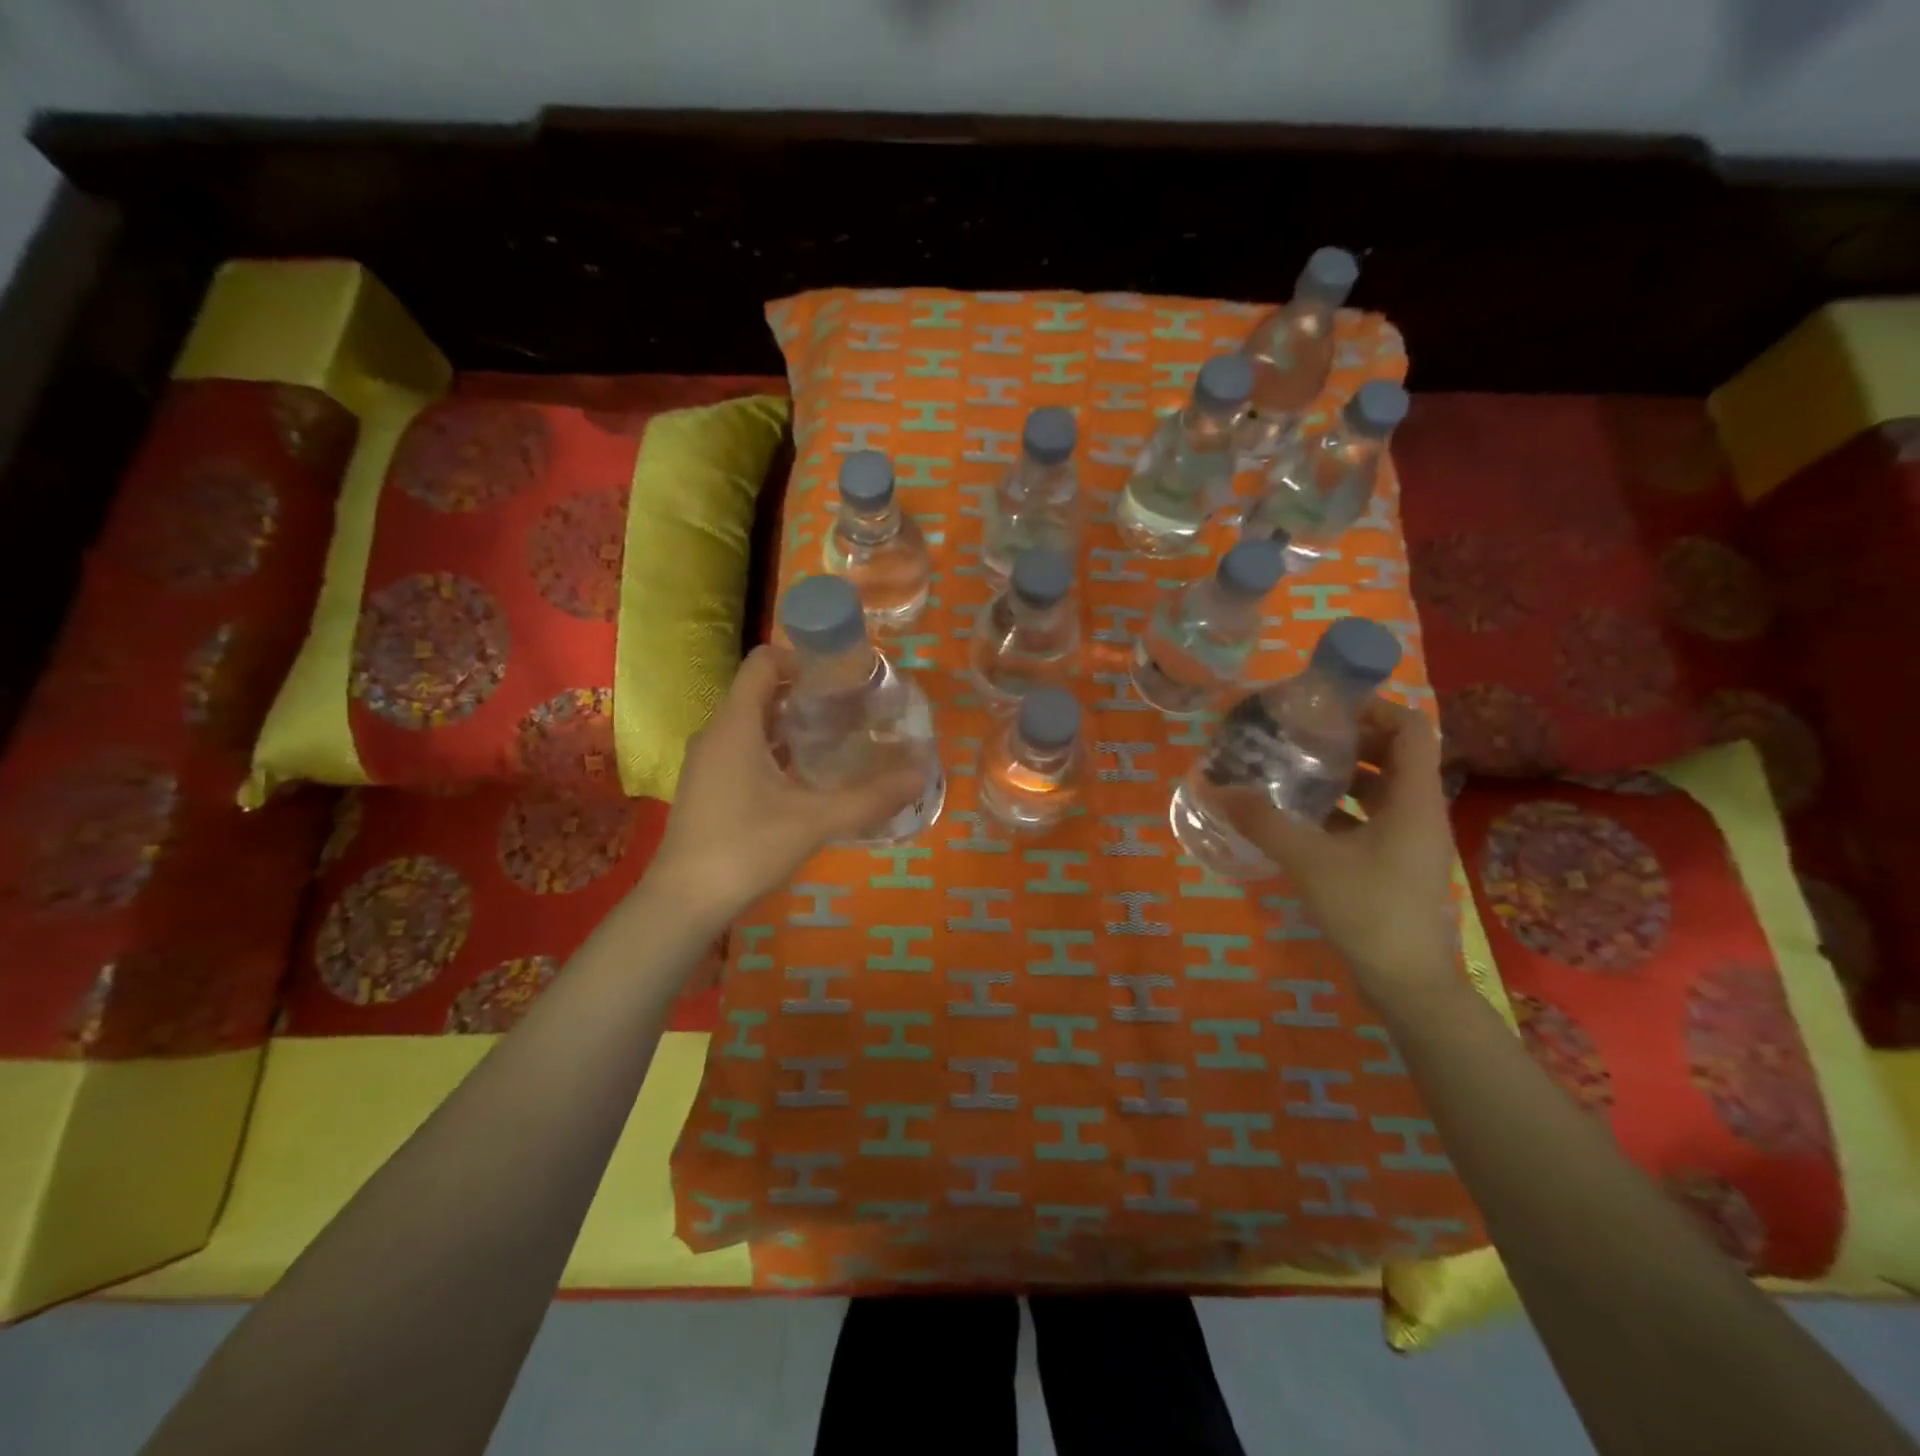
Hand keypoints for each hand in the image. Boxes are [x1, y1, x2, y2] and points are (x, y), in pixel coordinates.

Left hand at [650, 645, 922, 925]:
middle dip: (806, 695)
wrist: (684, 902)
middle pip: (762, 692)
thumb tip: (920, 775)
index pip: (763, 661)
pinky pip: (744, 751)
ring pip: (753, 725)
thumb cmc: (746, 847)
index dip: (801, 657)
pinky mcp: (708, 787)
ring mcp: (708, 762)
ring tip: (837, 741)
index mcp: (736, 724)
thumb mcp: (815, 821)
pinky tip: (806, 780)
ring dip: (792, 726)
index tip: (840, 677)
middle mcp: (717, 733)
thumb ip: (870, 797)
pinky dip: (776, 752)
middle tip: (851, 710)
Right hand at [1219, 699, 1459, 1006]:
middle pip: (1395, 755)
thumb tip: (1215, 787)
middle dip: (1349, 739)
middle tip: (1300, 734)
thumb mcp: (1308, 860)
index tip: (1326, 707)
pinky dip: (1340, 809)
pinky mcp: (1396, 864)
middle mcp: (1420, 812)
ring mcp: (1410, 841)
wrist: (1407, 982)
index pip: (1412, 729)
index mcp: (1414, 800)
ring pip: (1381, 789)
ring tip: (1293, 769)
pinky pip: (1371, 819)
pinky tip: (1299, 816)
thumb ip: (1263, 821)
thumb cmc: (1368, 910)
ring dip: (1342, 775)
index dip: (1375, 708)